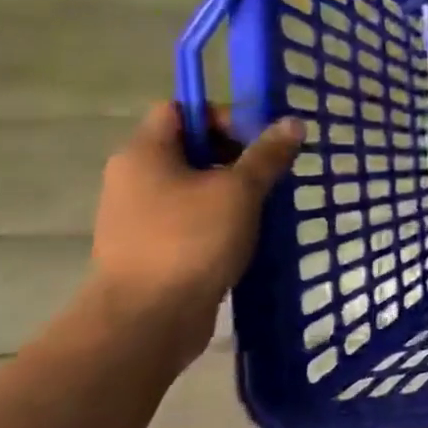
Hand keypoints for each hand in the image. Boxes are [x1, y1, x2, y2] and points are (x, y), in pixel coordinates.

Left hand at [87, 104, 303, 355]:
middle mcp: (134, 177)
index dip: (222, 116)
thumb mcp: (239, 191)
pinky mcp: (151, 247)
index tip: (260, 140)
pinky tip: (247, 236)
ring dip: (230, 191)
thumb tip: (292, 122)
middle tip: (271, 175)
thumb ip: (267, 155)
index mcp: (145, 153)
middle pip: (189, 148)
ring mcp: (139, 215)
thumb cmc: (191, 241)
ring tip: (266, 207)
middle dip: (235, 156)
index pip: (181, 110)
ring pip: (192, 186)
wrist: (147, 318)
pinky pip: (190, 218)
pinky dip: (219, 220)